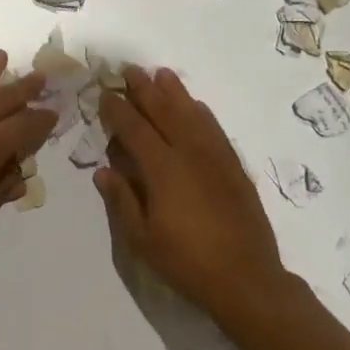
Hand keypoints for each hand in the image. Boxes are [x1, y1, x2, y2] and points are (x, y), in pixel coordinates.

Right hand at [95, 66, 285, 317]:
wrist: (246, 279)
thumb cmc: (187, 262)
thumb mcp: (142, 239)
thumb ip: (122, 200)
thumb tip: (103, 170)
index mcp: (162, 169)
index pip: (134, 129)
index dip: (117, 110)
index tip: (104, 94)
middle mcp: (189, 153)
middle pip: (164, 112)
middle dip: (144, 90)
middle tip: (129, 70)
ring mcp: (215, 158)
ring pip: (192, 114)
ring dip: (174, 92)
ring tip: (161, 74)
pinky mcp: (234, 167)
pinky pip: (215, 129)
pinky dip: (201, 112)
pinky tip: (196, 105)